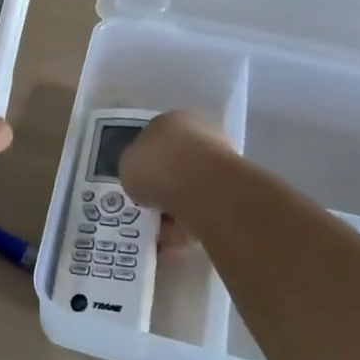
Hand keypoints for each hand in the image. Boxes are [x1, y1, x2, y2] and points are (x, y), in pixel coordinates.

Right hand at [119, 111, 234, 245]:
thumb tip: (142, 180)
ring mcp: (218, 162)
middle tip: (147, 208)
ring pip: (188, 189)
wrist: (203, 189)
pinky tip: (175, 239)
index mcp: (171, 120)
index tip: (136, 183)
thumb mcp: (127, 166)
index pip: (153, 139)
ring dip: (173, 209)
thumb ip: (134, 170)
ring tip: (158, 230)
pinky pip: (202, 209)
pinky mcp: (232, 191)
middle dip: (161, 187)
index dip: (142, 162)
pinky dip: (188, 224)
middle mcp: (198, 135)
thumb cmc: (158, 166)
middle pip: (173, 164)